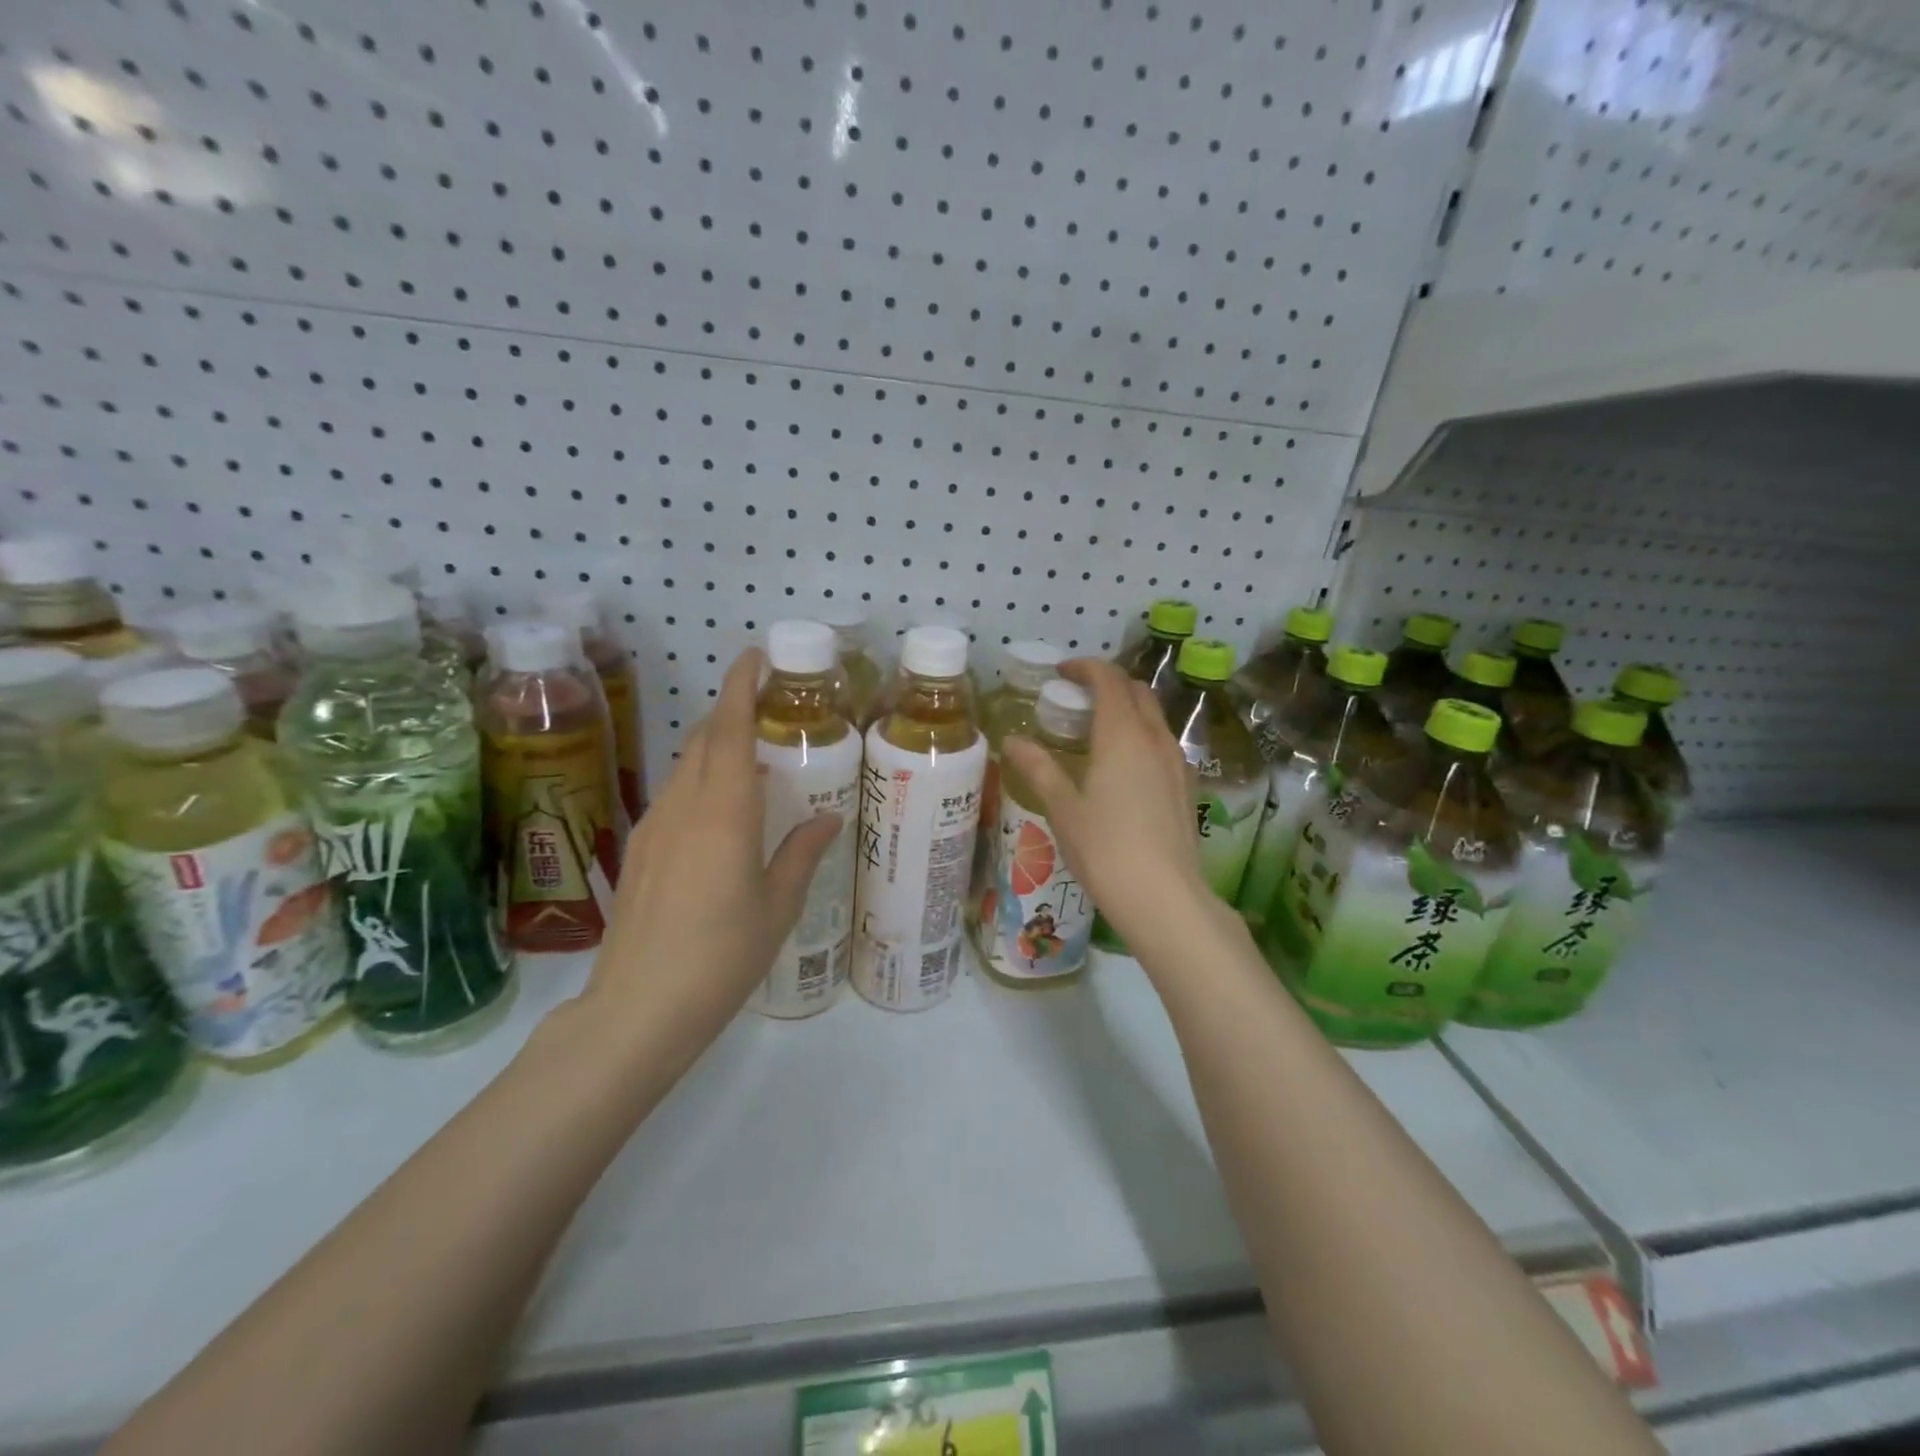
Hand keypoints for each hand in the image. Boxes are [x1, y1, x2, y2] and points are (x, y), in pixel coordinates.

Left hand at [581, 648, 840, 1058]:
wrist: (638, 1009)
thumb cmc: (722, 956)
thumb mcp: (777, 907)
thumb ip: (801, 854)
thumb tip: (825, 819)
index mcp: (724, 813)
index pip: (728, 730)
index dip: (739, 686)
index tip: (754, 656)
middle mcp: (683, 807)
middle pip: (704, 740)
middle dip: (730, 710)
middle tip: (767, 706)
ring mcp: (653, 827)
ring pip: (685, 767)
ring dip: (715, 747)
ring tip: (751, 757)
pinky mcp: (639, 850)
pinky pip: (674, 796)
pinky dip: (700, 781)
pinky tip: (720, 810)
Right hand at [1002, 659, 1210, 953]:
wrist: (1164, 897)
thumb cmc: (1105, 849)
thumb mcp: (1063, 808)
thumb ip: (1038, 768)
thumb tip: (1012, 741)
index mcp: (1122, 734)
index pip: (1108, 679)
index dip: (1085, 667)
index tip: (1062, 672)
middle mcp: (1155, 738)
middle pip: (1136, 690)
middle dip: (1108, 683)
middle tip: (1077, 698)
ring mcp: (1177, 761)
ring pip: (1154, 716)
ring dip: (1127, 708)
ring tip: (1097, 730)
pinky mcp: (1187, 785)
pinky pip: (1163, 742)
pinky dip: (1141, 734)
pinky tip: (1124, 765)